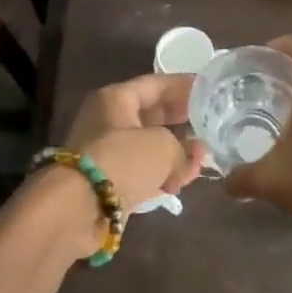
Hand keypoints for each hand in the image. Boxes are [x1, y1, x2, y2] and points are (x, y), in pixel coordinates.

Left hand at [61, 72, 207, 208]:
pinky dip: (162, 174)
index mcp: (116, 99)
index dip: (186, 87)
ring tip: (203, 160)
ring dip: (177, 152)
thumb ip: (185, 148)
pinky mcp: (108, 181)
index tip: (211, 91)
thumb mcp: (164, 146)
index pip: (157, 84)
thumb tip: (194, 157)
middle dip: (184, 122)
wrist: (79, 208)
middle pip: (153, 115)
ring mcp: (107, 152)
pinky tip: (183, 181)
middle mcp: (108, 120)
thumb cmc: (122, 160)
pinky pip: (142, 171)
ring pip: (149, 145)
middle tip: (212, 124)